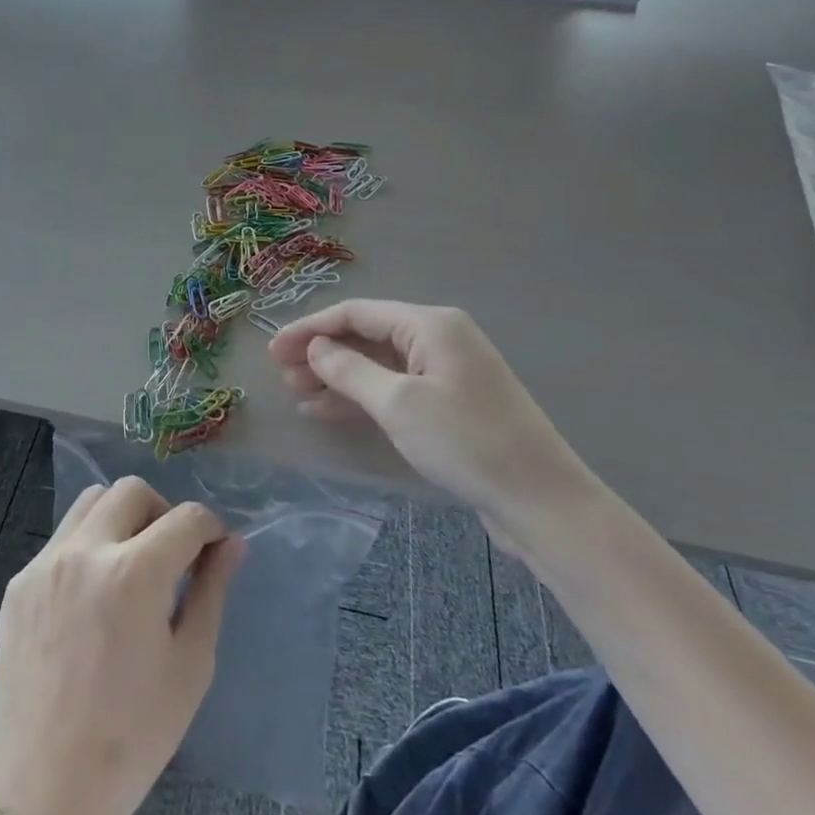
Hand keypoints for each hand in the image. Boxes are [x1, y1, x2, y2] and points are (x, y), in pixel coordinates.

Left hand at [0, 477, 244, 814]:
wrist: (42, 791)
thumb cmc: (132, 738)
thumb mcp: (190, 666)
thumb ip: (212, 592)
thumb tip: (232, 544)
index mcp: (134, 572)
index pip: (185, 517)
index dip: (209, 528)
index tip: (213, 550)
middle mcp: (86, 550)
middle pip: (133, 491)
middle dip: (163, 513)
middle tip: (171, 556)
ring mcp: (45, 562)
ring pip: (91, 501)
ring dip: (121, 517)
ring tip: (130, 566)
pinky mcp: (19, 581)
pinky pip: (61, 538)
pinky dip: (87, 546)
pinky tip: (91, 596)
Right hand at [270, 300, 589, 546]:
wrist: (541, 501)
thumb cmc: (466, 442)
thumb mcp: (399, 404)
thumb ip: (350, 370)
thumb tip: (317, 348)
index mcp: (430, 324)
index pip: (357, 313)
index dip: (311, 329)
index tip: (273, 350)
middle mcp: (438, 339)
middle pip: (367, 336)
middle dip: (322, 353)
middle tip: (281, 375)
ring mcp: (446, 373)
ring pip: (378, 365)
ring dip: (337, 377)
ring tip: (296, 394)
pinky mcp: (449, 405)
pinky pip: (394, 390)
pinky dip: (361, 398)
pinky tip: (327, 411)